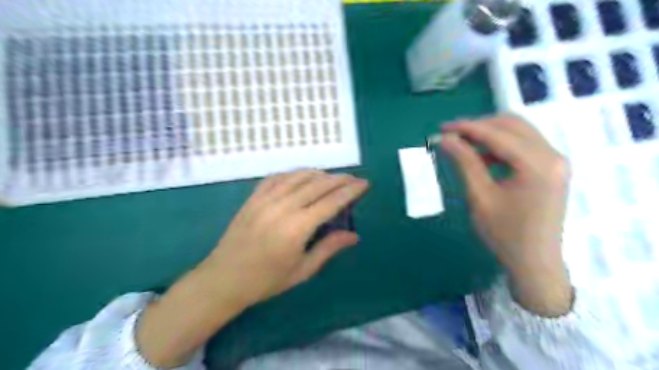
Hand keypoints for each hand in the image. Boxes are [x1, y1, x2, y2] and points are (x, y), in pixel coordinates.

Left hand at [135, 168, 367, 366]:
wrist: (224, 278)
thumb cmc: (266, 280)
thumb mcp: (302, 270)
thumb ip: (329, 248)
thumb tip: (354, 236)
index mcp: (297, 228)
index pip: (331, 201)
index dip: (350, 190)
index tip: (364, 183)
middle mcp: (283, 207)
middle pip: (317, 184)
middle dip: (339, 179)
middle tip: (354, 178)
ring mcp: (265, 199)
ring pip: (298, 176)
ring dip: (319, 173)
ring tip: (333, 177)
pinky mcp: (253, 197)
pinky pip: (277, 177)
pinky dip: (294, 174)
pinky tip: (302, 176)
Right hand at [440, 115, 574, 317]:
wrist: (534, 262)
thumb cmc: (504, 234)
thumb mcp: (480, 197)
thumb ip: (464, 162)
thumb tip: (445, 139)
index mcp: (537, 165)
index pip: (498, 134)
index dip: (466, 128)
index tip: (441, 128)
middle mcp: (552, 155)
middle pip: (512, 125)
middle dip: (478, 126)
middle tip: (451, 136)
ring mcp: (555, 161)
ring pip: (518, 131)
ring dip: (489, 134)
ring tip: (463, 145)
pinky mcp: (551, 168)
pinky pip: (523, 145)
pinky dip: (500, 145)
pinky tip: (482, 157)